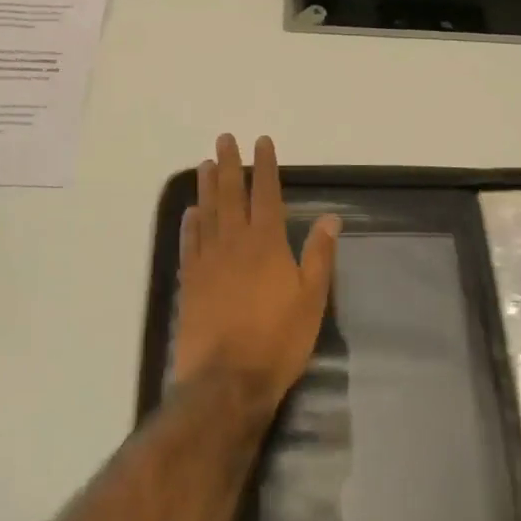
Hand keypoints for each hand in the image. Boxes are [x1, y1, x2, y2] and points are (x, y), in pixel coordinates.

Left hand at [173, 133, 340, 410]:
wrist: (226, 381)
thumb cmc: (277, 339)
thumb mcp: (312, 299)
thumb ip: (319, 255)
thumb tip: (331, 217)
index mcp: (267, 242)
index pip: (266, 193)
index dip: (265, 166)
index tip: (261, 142)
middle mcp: (235, 242)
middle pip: (230, 194)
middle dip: (229, 164)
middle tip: (224, 139)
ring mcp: (208, 260)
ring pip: (207, 212)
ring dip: (207, 186)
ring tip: (205, 164)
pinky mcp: (191, 281)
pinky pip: (190, 243)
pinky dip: (190, 223)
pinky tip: (191, 212)